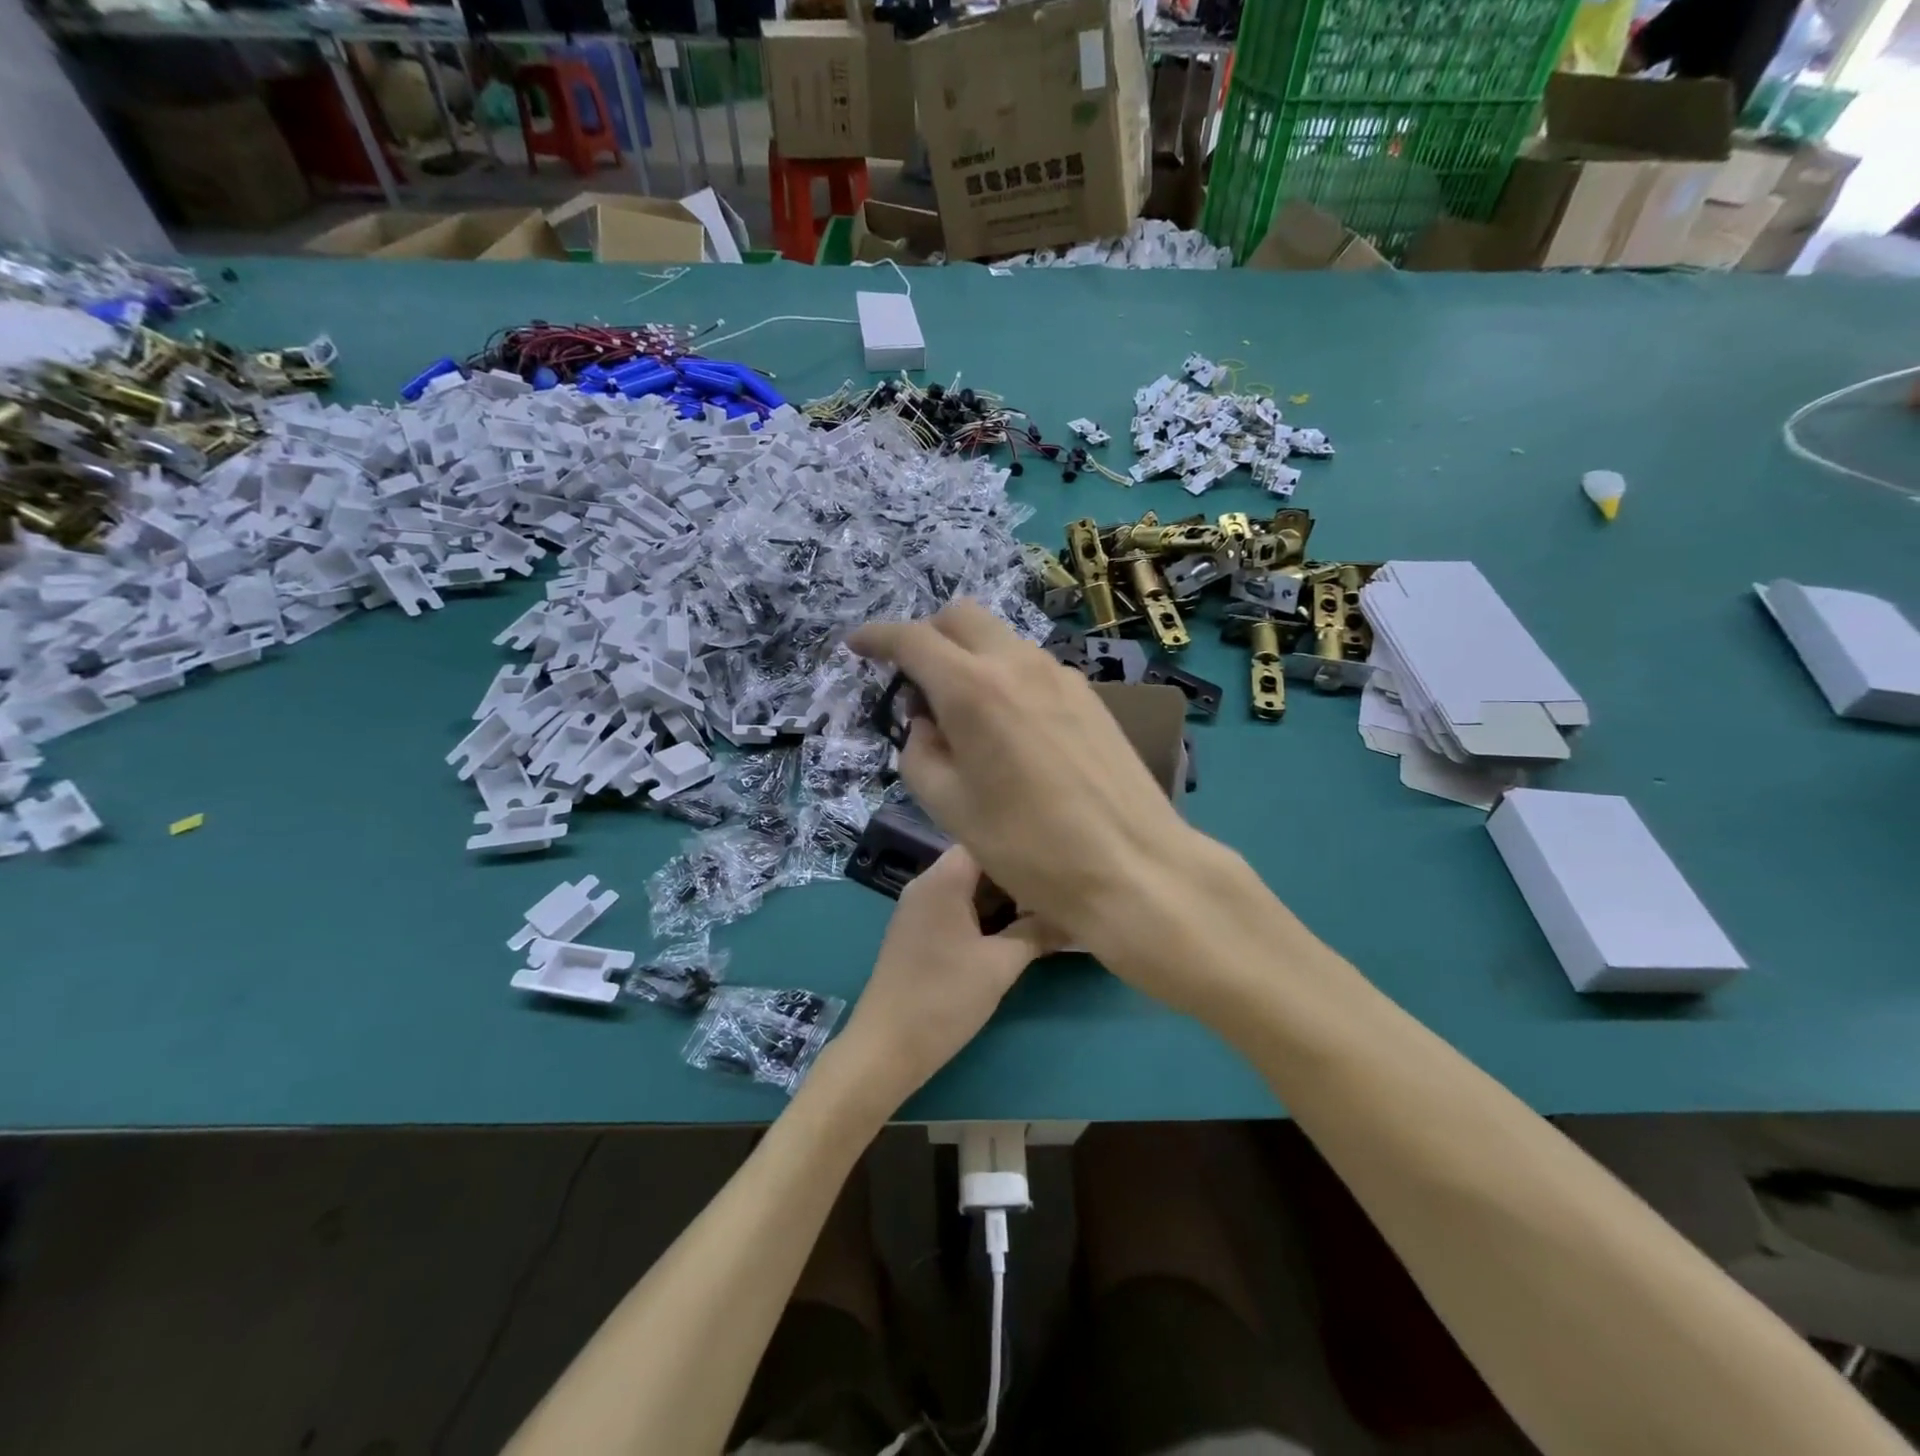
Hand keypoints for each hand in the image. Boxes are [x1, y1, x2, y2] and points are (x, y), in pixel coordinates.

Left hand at [835, 845, 1062, 1106]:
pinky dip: (984, 915)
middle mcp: (926, 884)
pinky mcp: (918, 933)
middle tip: (1056, 890)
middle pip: (978, 864)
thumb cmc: (945, 997)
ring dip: (1002, 899)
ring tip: (1043, 910)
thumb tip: (1074, 918)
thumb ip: (1037, 933)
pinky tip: (1012, 932)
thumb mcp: (1000, 965)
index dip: (1021, 848)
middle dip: (1016, 877)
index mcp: (942, 879)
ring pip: (968, 889)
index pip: (985, 841)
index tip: (1055, 861)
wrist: (887, 1047)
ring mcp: (919, 909)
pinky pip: (956, 909)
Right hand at [849, 601, 1196, 951]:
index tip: (858, 646)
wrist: (1133, 866)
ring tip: (961, 712)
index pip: (913, 639)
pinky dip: (1004, 675)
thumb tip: (925, 723)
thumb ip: (920, 753)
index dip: (877, 637)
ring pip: (1001, 638)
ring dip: (968, 656)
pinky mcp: (1089, 695)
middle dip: (927, 634)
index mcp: (973, 689)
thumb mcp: (949, 807)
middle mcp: (1018, 664)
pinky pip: (1032, 666)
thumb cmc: (1029, 847)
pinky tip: (1008, 726)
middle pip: (961, 616)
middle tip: (912, 679)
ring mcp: (1061, 675)